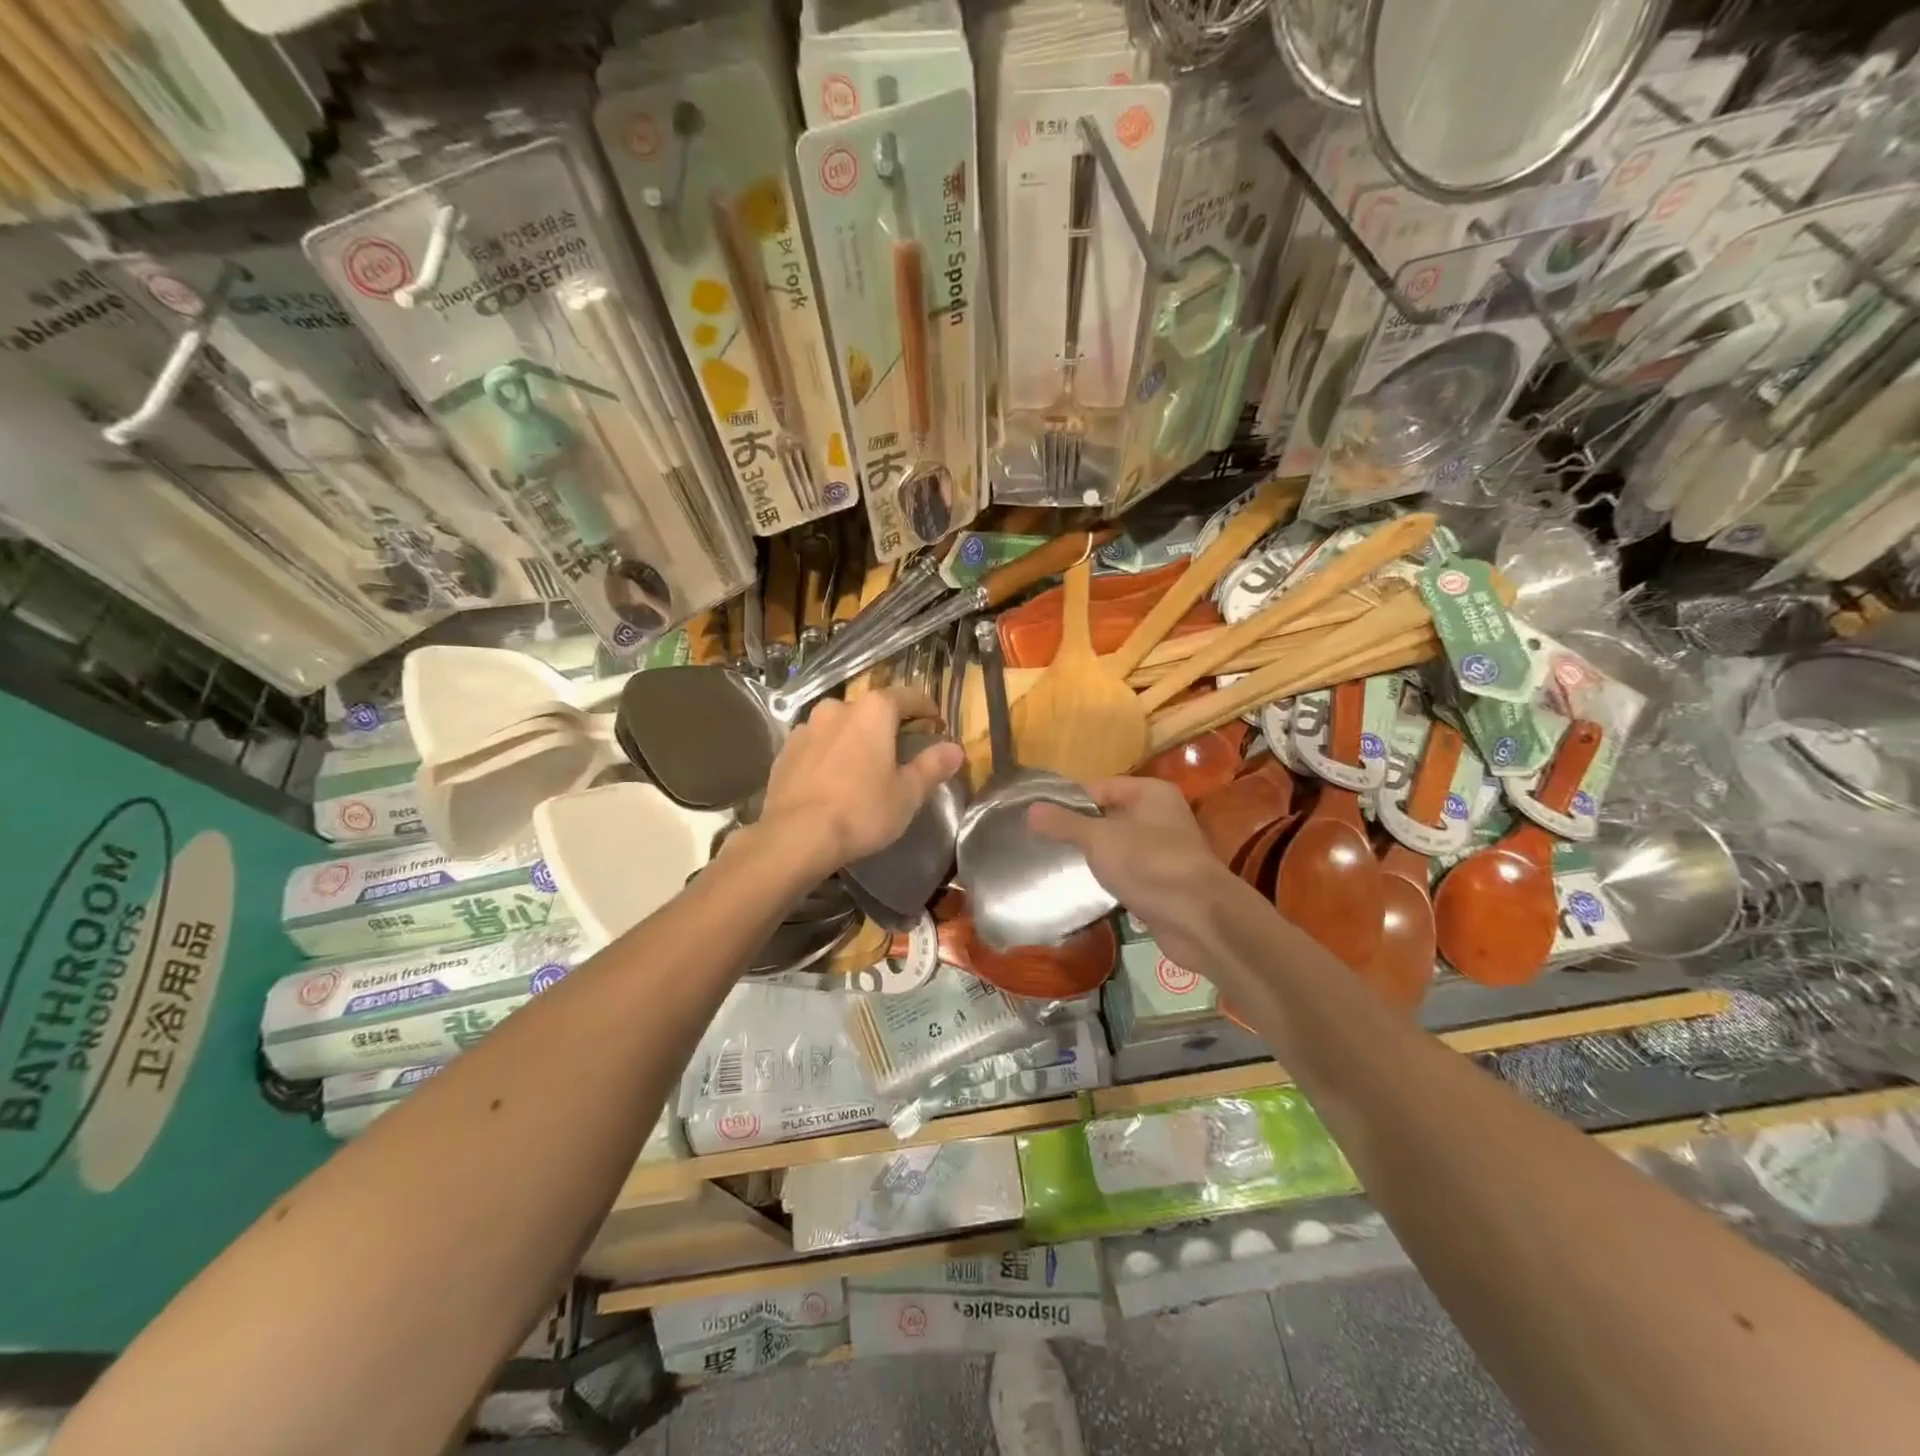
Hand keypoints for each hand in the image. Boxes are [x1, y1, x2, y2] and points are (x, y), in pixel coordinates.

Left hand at [758, 687, 964, 875]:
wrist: (795, 836)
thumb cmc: (861, 810)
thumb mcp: (907, 793)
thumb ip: (932, 766)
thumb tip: (955, 749)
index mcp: (873, 711)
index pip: (907, 697)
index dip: (925, 708)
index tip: (935, 723)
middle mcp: (838, 708)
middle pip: (870, 710)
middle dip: (886, 725)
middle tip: (899, 749)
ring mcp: (806, 728)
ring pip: (839, 726)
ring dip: (854, 739)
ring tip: (863, 765)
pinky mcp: (785, 751)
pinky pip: (816, 745)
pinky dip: (829, 754)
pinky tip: (833, 778)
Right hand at [1028, 776, 1239, 970]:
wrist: (1198, 919)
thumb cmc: (1149, 864)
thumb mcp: (1099, 839)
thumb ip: (1064, 824)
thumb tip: (1031, 808)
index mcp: (1150, 793)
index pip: (1099, 788)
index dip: (1069, 803)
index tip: (1039, 820)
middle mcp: (1160, 816)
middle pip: (1109, 817)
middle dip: (1080, 832)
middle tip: (1043, 845)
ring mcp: (1165, 851)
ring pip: (1119, 848)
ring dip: (1096, 859)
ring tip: (1059, 868)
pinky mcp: (1165, 883)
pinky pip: (1130, 874)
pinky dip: (1113, 881)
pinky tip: (1089, 891)